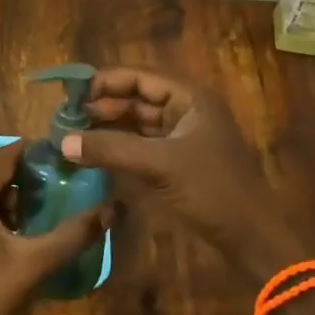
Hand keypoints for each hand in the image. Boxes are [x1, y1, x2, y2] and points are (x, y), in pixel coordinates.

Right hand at [63, 67, 289, 270]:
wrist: (252, 237)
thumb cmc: (211, 190)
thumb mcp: (158, 165)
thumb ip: (110, 149)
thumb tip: (62, 141)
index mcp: (190, 98)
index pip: (140, 76)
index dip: (105, 82)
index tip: (72, 95)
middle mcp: (186, 110)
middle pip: (137, 98)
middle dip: (102, 106)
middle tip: (66, 119)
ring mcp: (183, 137)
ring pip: (137, 122)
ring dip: (108, 127)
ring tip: (73, 135)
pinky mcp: (177, 162)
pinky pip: (142, 145)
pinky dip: (119, 147)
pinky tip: (94, 154)